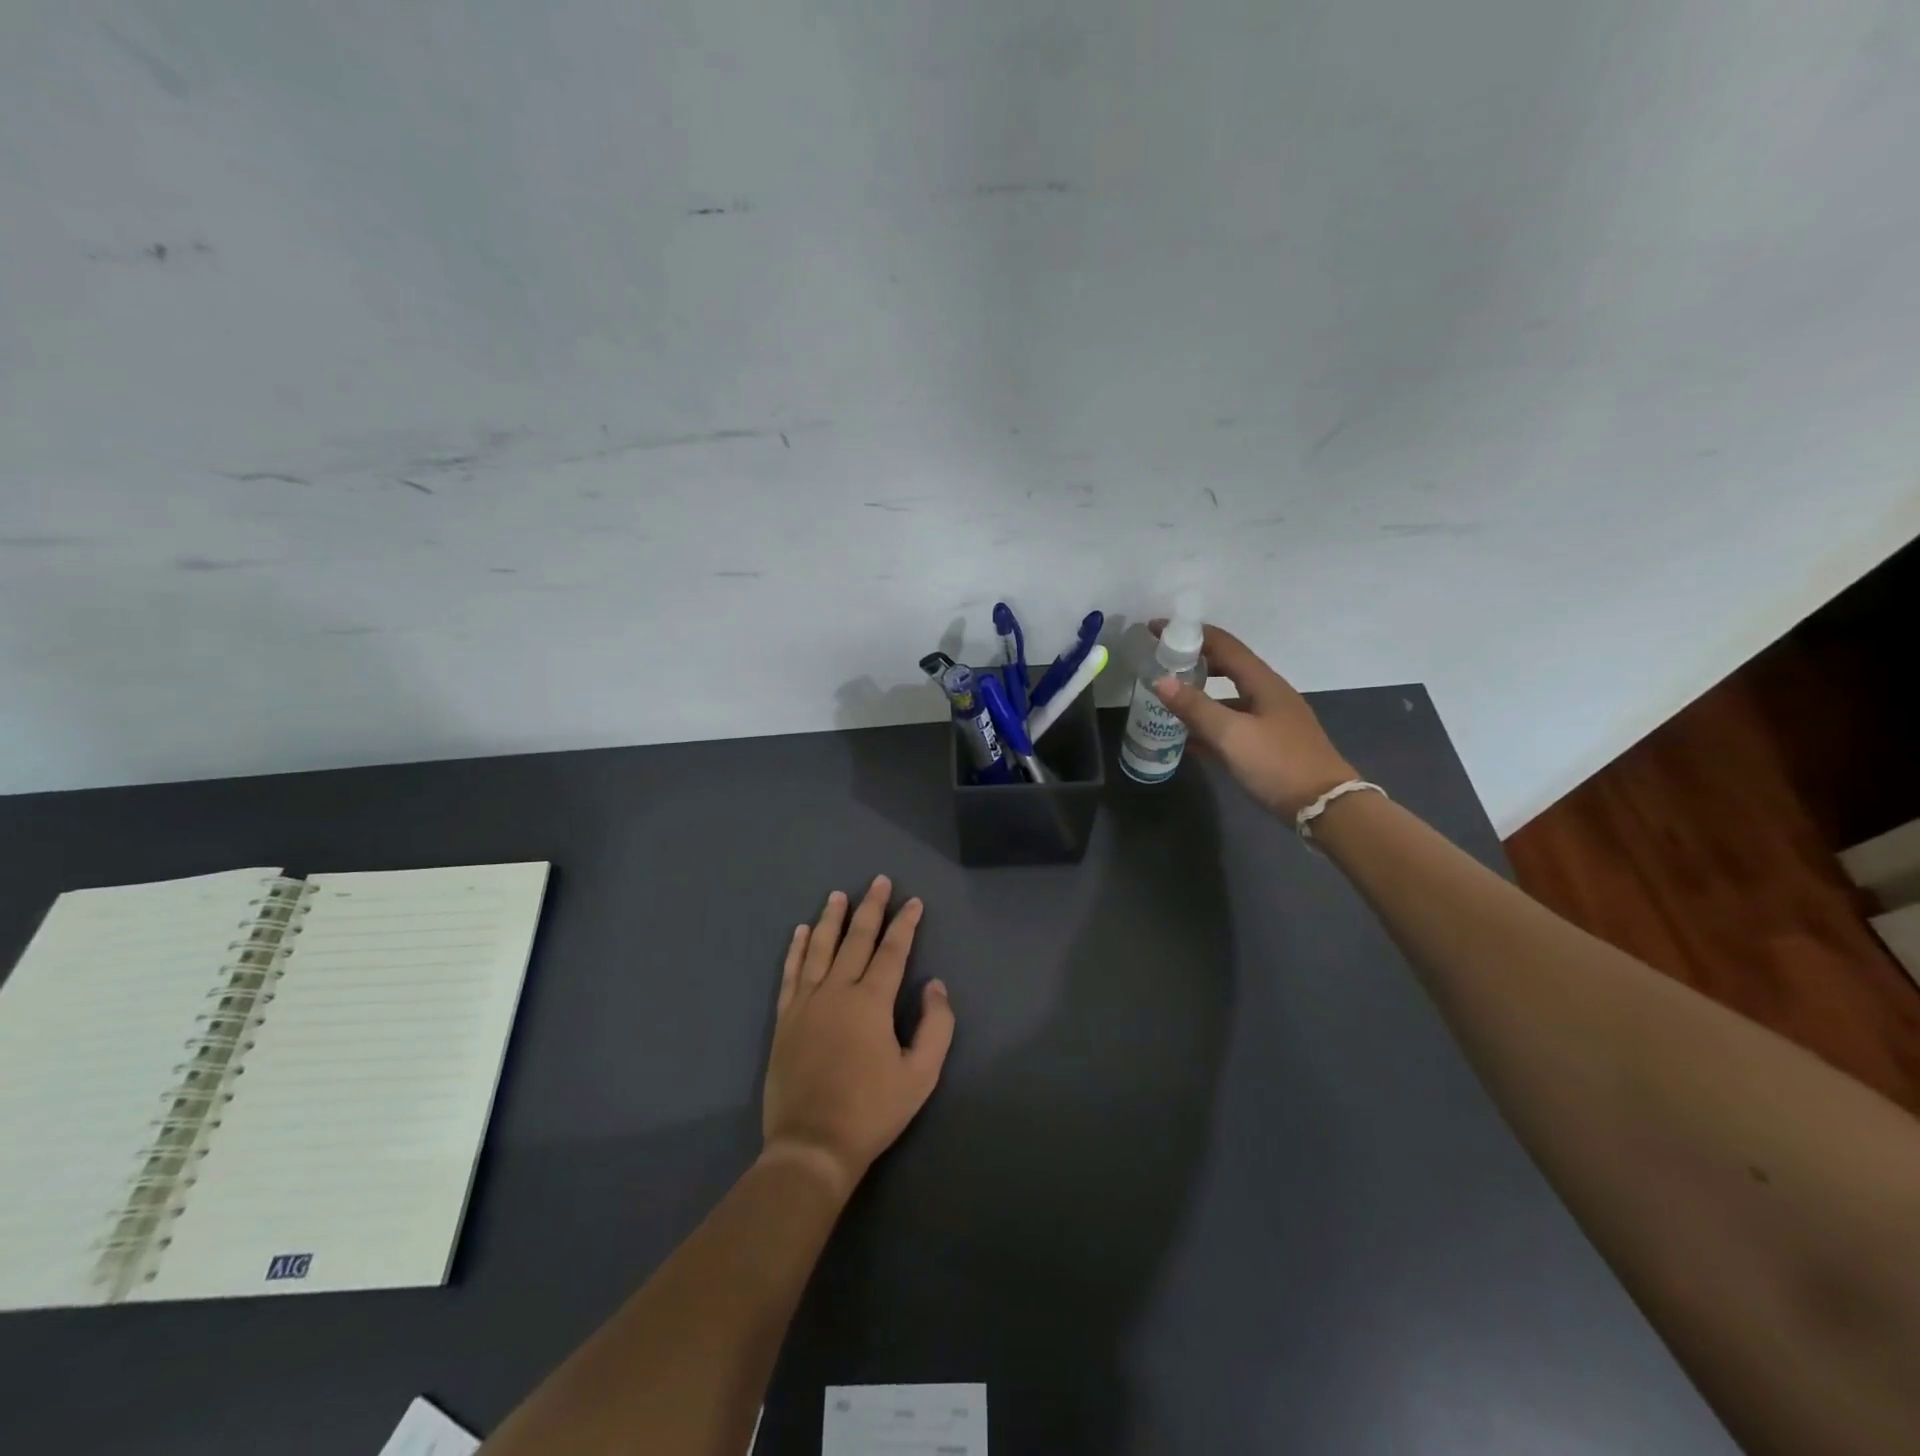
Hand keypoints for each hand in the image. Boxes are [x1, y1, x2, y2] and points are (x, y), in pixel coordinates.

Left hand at [761, 875, 954, 1199]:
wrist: (812, 1145)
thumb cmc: (872, 1111)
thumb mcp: (921, 1075)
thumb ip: (936, 1026)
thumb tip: (935, 985)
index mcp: (871, 1001)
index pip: (892, 951)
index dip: (905, 924)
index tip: (914, 902)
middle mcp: (837, 991)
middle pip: (856, 939)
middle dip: (871, 908)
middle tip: (879, 881)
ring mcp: (807, 1002)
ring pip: (820, 948)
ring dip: (831, 919)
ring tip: (838, 894)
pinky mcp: (785, 1019)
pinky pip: (791, 973)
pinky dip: (797, 949)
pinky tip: (801, 931)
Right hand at [1148, 620, 1357, 818]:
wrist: (1325, 807)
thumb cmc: (1278, 764)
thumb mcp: (1231, 735)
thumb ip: (1195, 707)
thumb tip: (1160, 679)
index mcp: (1263, 682)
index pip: (1223, 644)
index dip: (1190, 634)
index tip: (1156, 630)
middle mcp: (1269, 693)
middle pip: (1227, 666)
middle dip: (1194, 660)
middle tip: (1161, 662)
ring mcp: (1272, 718)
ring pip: (1229, 696)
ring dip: (1200, 692)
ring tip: (1169, 697)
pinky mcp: (1270, 742)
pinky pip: (1234, 722)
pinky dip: (1210, 721)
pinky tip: (1189, 736)